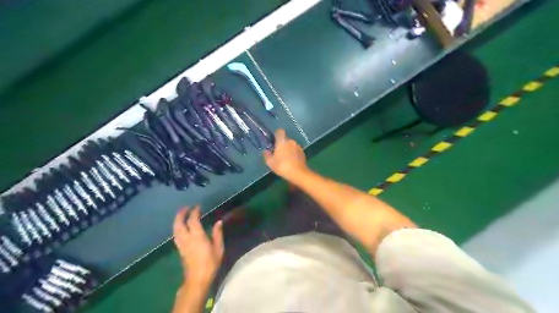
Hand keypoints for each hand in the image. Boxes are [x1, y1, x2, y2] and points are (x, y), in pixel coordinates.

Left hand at [172, 206, 222, 284]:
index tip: (198, 206)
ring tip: (182, 215)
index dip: (194, 212)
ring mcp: (181, 244)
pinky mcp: (180, 250)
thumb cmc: (210, 263)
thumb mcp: (218, 248)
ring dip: (177, 220)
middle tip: (186, 208)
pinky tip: (181, 227)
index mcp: (197, 236)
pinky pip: (176, 235)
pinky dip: (177, 228)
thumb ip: (217, 234)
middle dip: (181, 214)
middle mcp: (186, 238)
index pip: (193, 220)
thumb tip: (218, 222)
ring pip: (175, 229)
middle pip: (179, 223)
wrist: (197, 279)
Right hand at [264, 129, 307, 179]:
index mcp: (282, 141)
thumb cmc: (282, 166)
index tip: (274, 141)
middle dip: (282, 144)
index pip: (280, 131)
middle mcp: (291, 141)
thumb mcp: (270, 162)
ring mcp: (298, 146)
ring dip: (288, 149)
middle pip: (285, 139)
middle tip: (278, 153)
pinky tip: (291, 161)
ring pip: (291, 145)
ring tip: (285, 158)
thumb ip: (267, 155)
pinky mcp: (303, 152)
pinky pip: (296, 150)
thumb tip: (266, 151)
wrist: (297, 173)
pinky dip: (294, 153)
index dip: (277, 134)